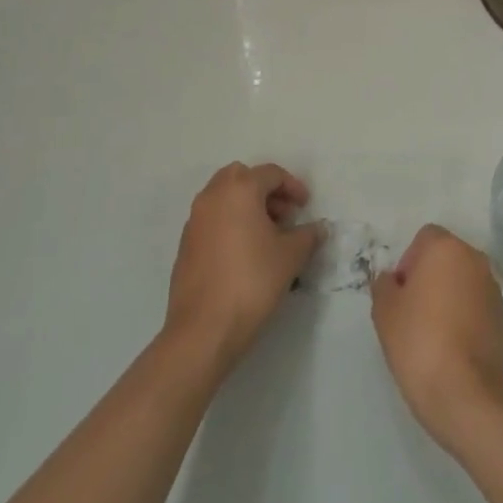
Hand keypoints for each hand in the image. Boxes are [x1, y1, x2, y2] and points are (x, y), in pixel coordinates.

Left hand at [165, 162, 322, 370]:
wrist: (204, 328)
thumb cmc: (253, 280)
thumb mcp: (292, 256)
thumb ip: (308, 235)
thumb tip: (318, 228)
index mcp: (239, 190)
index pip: (270, 173)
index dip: (293, 186)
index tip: (305, 206)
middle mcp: (212, 197)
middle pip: (241, 177)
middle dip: (265, 190)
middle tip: (283, 214)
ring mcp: (194, 220)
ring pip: (223, 197)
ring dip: (246, 206)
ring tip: (266, 235)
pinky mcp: (185, 245)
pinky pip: (211, 220)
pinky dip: (229, 223)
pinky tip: (244, 253)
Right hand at [371, 225, 502, 450]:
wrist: (463, 392)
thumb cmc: (417, 341)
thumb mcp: (384, 311)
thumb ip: (384, 285)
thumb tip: (392, 280)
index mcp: (446, 249)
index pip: (425, 238)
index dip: (409, 261)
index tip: (401, 293)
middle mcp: (475, 260)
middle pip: (447, 256)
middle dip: (430, 276)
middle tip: (413, 311)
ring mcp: (494, 288)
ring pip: (464, 280)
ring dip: (450, 295)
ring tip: (433, 332)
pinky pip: (478, 304)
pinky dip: (466, 315)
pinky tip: (453, 346)